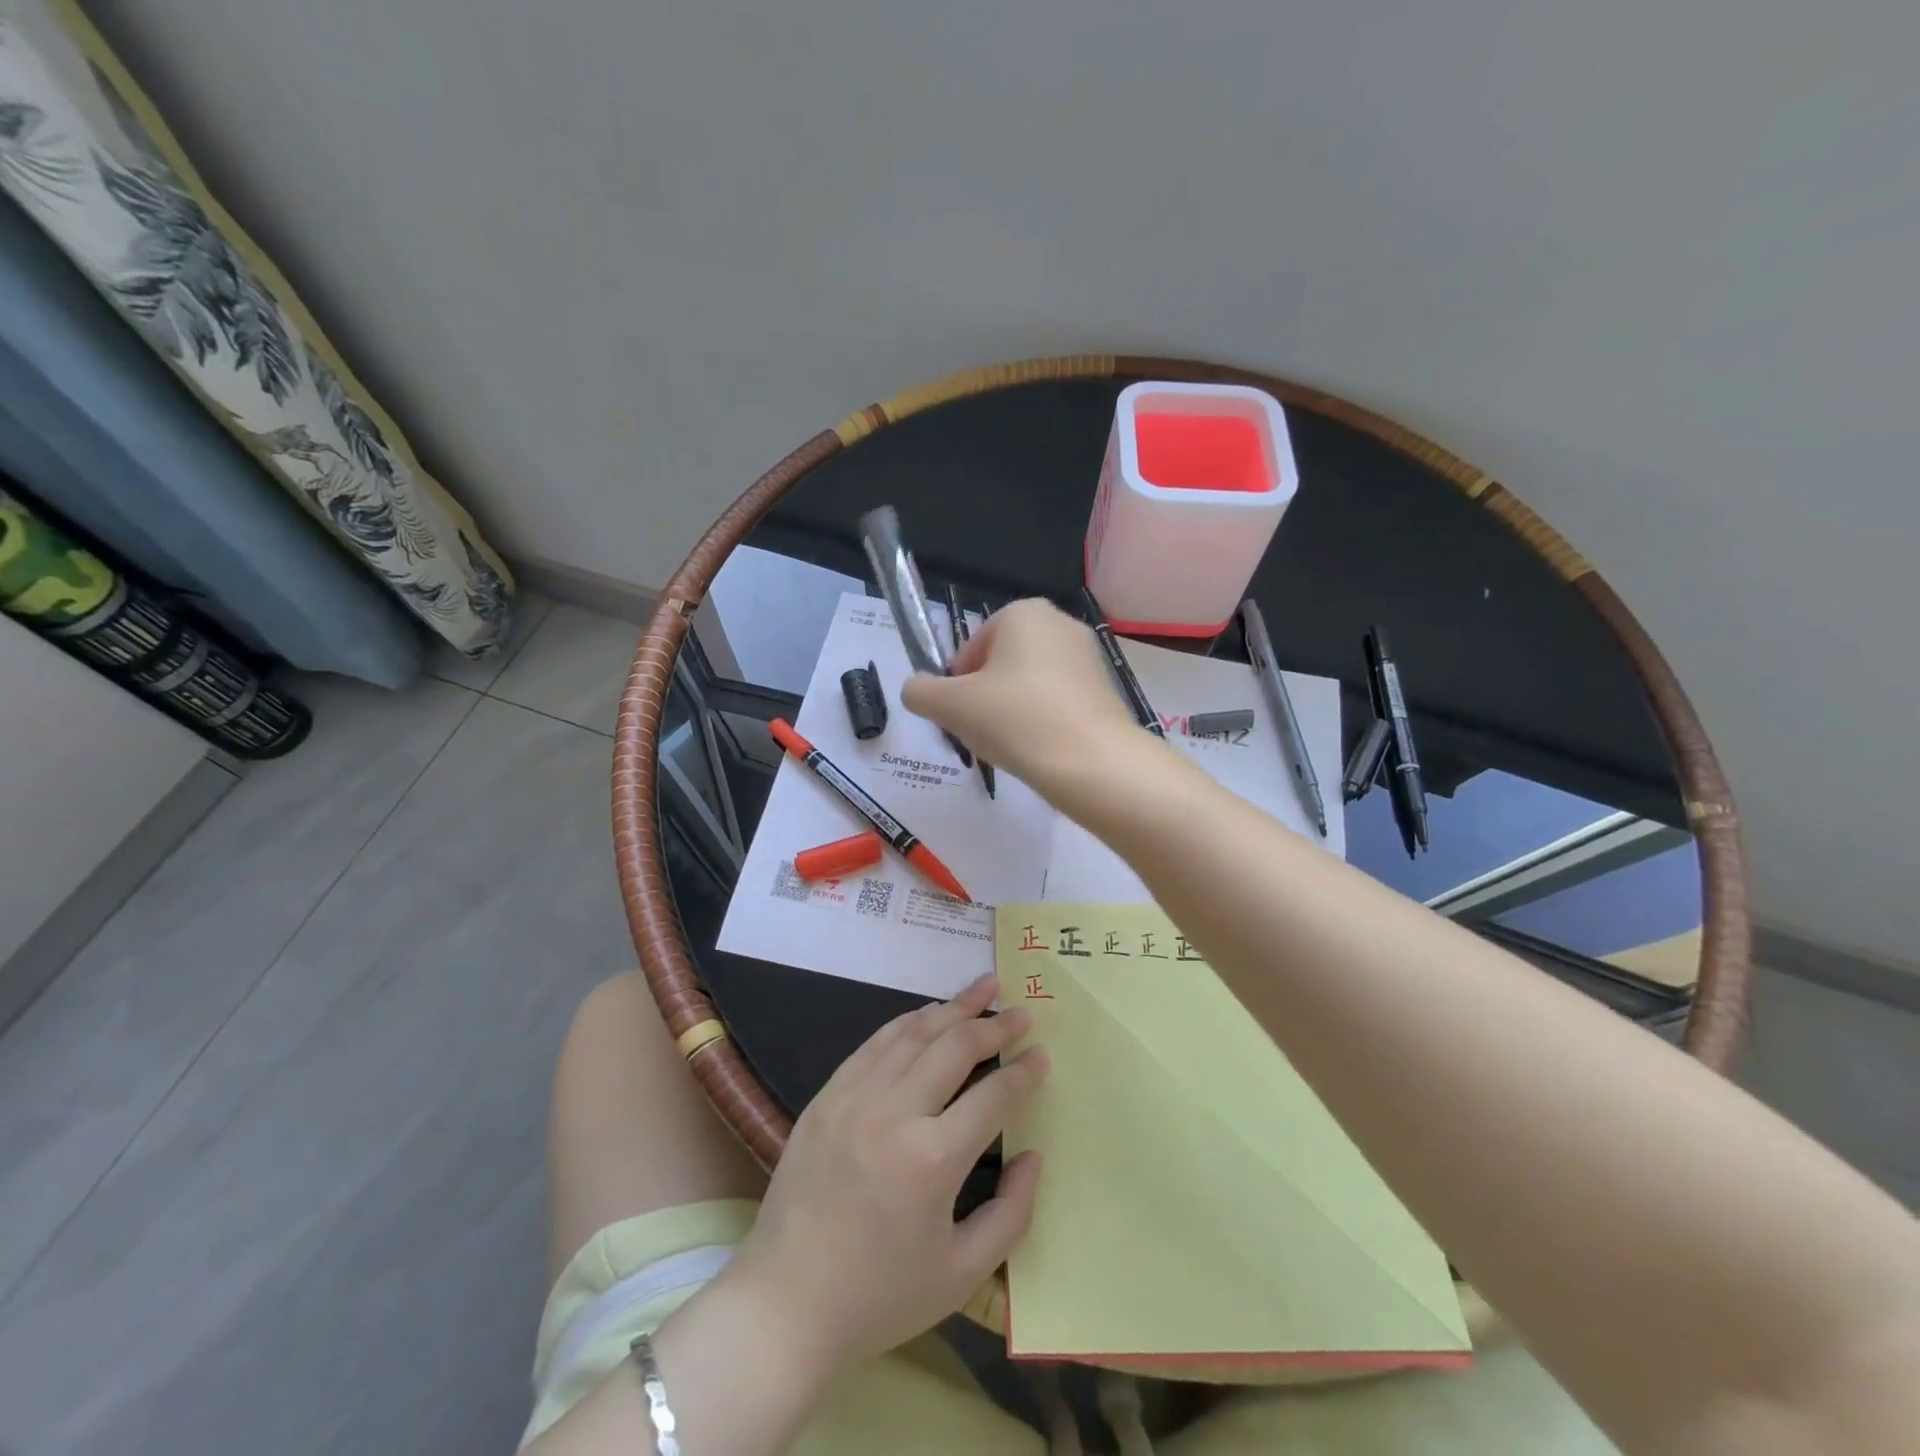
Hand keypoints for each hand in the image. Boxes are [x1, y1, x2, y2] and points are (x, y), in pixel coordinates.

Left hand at [729, 974, 1048, 1366]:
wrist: (785, 1302)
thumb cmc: (879, 1296)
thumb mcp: (961, 1274)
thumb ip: (1011, 1213)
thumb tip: (1033, 1155)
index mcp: (933, 1160)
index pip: (994, 1096)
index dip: (1024, 1072)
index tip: (1042, 1054)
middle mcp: (895, 1113)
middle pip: (956, 1047)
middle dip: (995, 1025)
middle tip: (1021, 1013)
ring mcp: (855, 1097)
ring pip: (914, 1033)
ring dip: (954, 1007)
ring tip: (984, 988)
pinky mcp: (827, 1095)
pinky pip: (875, 1043)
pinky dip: (907, 1021)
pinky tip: (928, 1013)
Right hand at [903, 598, 1139, 793]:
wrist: (1092, 762)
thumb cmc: (1015, 720)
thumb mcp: (949, 706)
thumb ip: (920, 691)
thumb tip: (917, 690)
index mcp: (1023, 612)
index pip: (971, 648)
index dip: (957, 684)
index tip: (959, 715)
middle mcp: (1060, 623)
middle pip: (1000, 664)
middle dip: (984, 697)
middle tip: (980, 732)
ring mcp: (1088, 656)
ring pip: (1029, 685)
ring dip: (1012, 711)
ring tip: (1011, 745)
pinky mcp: (1105, 689)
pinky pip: (1057, 702)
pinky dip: (1042, 721)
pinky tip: (1039, 749)